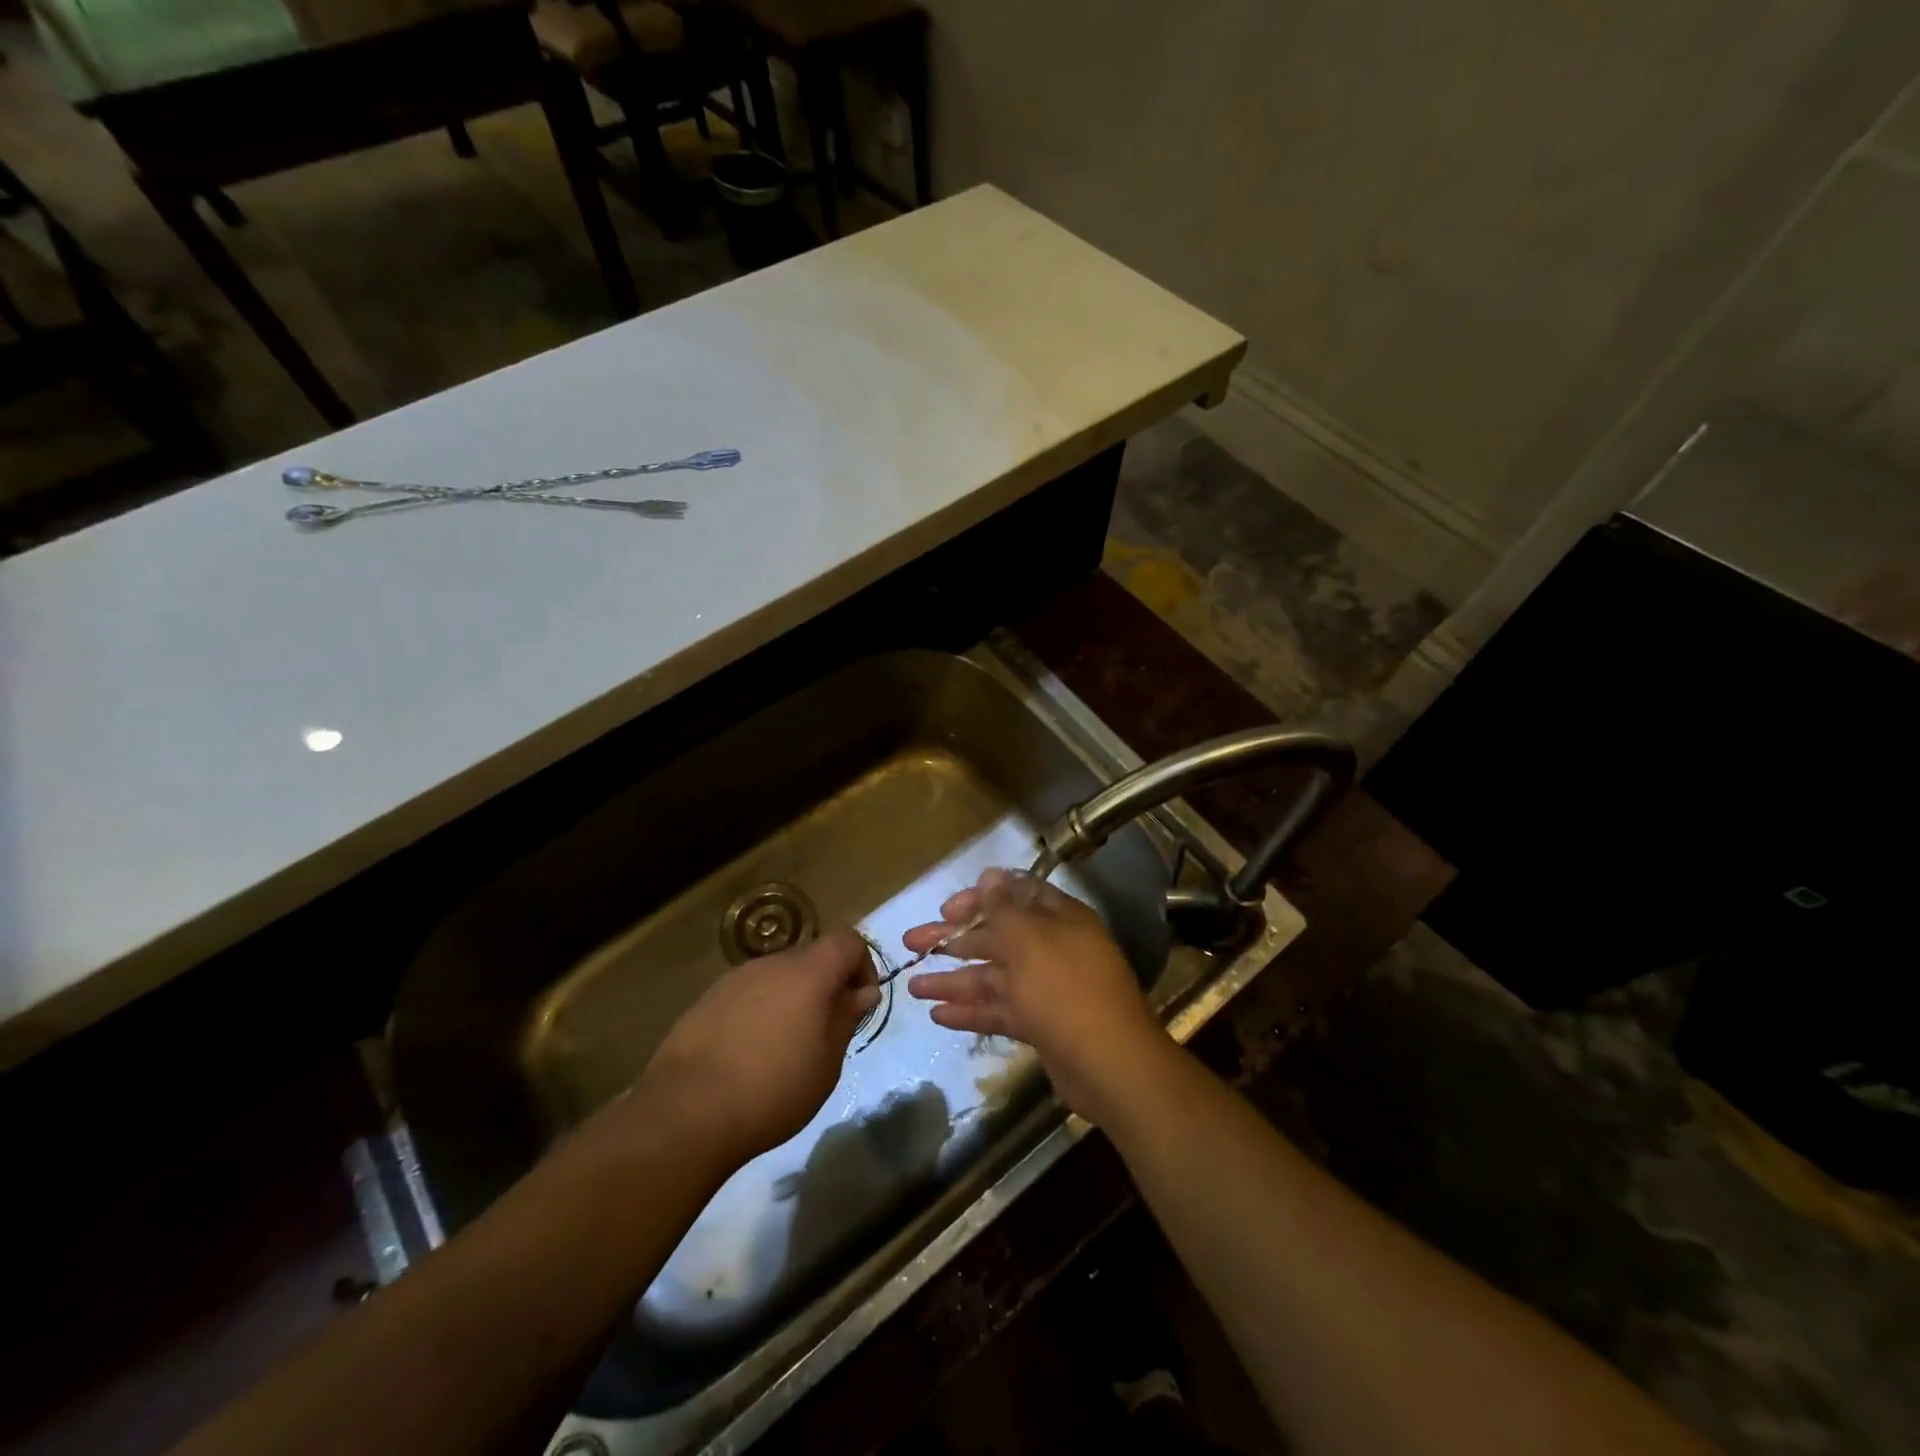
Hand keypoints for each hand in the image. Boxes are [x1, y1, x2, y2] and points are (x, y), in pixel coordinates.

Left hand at [634, 929, 880, 1167]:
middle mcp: (771, 964)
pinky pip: (747, 995)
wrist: (686, 1112)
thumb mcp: (826, 1062)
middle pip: (810, 958)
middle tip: (824, 1031)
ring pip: (776, 977)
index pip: (847, 942)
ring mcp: (734, 979)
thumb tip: (862, 992)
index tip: (859, 1004)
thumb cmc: (773, 1089)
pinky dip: (758, 1012)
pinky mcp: (706, 1000)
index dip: (862, 966)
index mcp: (808, 972)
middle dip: (825, 986)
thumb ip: (846, 1018)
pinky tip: (748, 1054)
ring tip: (784, 1047)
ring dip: (790, 1000)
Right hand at [903, 869, 1172, 1122]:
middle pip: (996, 936)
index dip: (979, 899)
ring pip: (993, 976)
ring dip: (954, 980)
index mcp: (1058, 919)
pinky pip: (1000, 1010)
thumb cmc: (1066, 990)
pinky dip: (971, 1011)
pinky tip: (938, 1015)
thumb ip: (1004, 908)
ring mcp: (1046, 989)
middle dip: (953, 940)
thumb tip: (990, 873)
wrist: (1110, 1065)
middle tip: (911, 943)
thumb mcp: (1030, 942)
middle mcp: (1052, 948)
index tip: (946, 910)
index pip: (1014, 896)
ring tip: (913, 988)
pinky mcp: (1040, 1024)